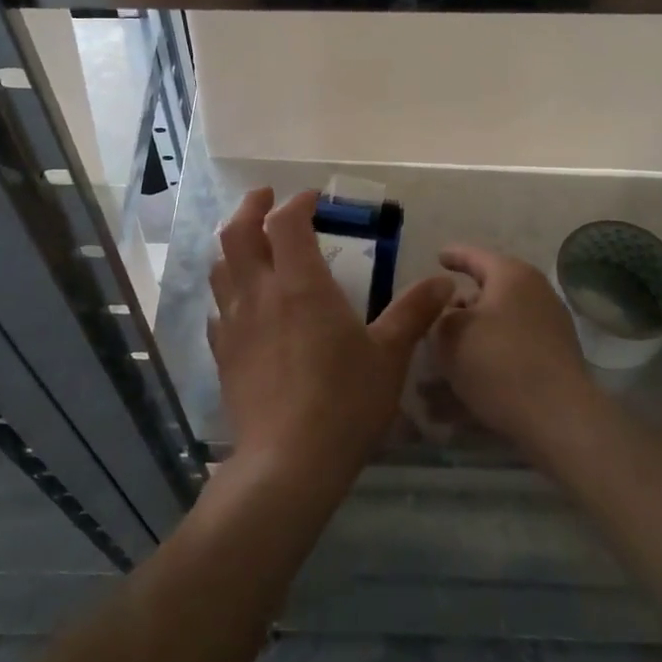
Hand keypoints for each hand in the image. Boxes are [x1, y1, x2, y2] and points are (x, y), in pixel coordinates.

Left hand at [209, 189, 453, 491]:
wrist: (288, 463)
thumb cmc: (344, 402)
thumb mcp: (389, 356)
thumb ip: (414, 312)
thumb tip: (444, 282)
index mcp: (299, 284)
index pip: (286, 222)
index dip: (297, 202)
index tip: (314, 200)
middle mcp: (259, 294)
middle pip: (237, 233)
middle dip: (250, 207)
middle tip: (266, 199)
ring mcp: (234, 324)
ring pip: (220, 268)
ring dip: (233, 245)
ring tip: (252, 244)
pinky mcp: (223, 354)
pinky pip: (218, 309)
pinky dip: (228, 293)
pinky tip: (243, 305)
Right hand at [433, 246, 601, 453]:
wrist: (557, 417)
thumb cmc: (496, 361)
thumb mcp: (449, 333)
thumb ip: (440, 314)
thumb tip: (451, 311)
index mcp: (511, 275)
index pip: (475, 256)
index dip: (453, 256)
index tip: (438, 258)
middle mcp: (535, 294)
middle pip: (489, 294)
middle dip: (460, 309)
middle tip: (435, 319)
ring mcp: (549, 329)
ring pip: (497, 330)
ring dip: (469, 344)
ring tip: (439, 368)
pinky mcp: (554, 362)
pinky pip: (510, 356)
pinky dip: (486, 366)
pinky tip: (460, 396)